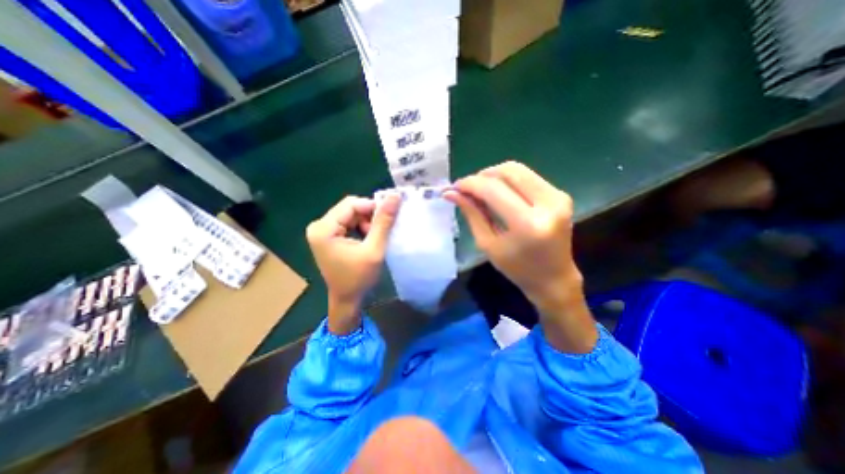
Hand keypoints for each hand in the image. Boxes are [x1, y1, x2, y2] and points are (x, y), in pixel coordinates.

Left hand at [307, 194, 402, 335]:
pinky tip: (367, 239)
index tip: (389, 217)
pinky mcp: (327, 235)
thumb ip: (383, 222)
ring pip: (350, 214)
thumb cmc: (359, 278)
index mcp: (323, 229)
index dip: (372, 207)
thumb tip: (394, 196)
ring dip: (366, 222)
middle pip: (350, 208)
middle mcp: (318, 226)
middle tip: (381, 231)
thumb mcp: (374, 250)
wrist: (347, 299)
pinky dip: (361, 227)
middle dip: (369, 217)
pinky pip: (348, 222)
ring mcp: (321, 231)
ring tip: (375, 238)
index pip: (351, 204)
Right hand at [445, 162, 597, 350]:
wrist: (554, 277)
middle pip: (509, 171)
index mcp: (527, 224)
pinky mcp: (561, 194)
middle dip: (483, 175)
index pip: (493, 190)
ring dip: (495, 175)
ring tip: (482, 190)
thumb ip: (471, 214)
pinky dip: (509, 180)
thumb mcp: (487, 244)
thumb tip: (451, 193)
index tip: (455, 186)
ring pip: (519, 170)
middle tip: (468, 188)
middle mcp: (547, 205)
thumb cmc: (517, 268)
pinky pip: (528, 177)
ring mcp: (558, 197)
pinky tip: (500, 193)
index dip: (471, 184)